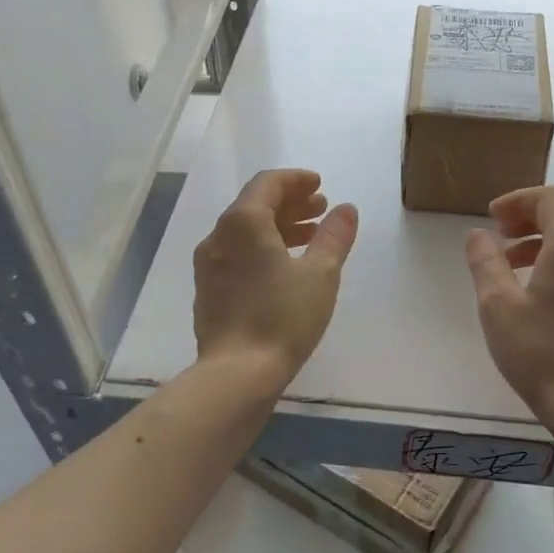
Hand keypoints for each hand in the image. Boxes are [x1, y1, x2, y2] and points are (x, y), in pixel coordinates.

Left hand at [193, 169, 358, 386]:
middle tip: (321, 210)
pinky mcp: (208, 290)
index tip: (320, 185)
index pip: (268, 184)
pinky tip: (283, 269)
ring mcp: (208, 265)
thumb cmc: (283, 318)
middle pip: (254, 206)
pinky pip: (236, 255)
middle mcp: (218, 236)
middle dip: (290, 204)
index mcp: (243, 223)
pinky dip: (262, 249)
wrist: (237, 372)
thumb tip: (346, 209)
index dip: (296, 180)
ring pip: (244, 233)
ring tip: (310, 239)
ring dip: (278, 228)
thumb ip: (334, 237)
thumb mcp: (320, 275)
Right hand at [464, 186, 553, 419]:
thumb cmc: (538, 351)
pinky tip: (542, 291)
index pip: (551, 198)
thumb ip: (486, 262)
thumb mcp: (497, 304)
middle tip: (504, 237)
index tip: (493, 221)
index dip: (519, 201)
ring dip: (549, 238)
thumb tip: (479, 235)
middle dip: (535, 216)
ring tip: (515, 266)